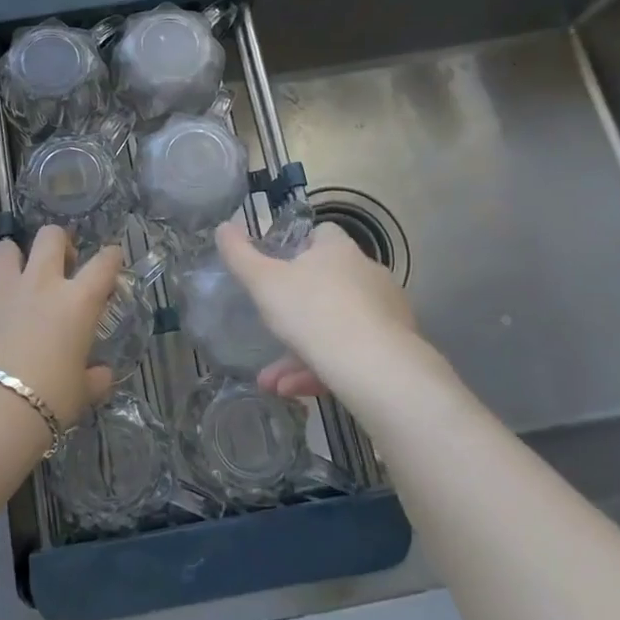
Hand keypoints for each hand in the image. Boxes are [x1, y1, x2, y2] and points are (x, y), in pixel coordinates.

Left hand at [0, 227, 120, 426]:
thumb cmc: (49, 399)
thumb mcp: (81, 392)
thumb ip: (94, 378)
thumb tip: (102, 375)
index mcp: (77, 302)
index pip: (103, 264)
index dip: (112, 257)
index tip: (113, 258)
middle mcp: (41, 284)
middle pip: (51, 237)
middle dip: (59, 242)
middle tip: (61, 263)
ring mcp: (2, 290)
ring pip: (6, 248)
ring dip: (15, 257)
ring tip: (18, 277)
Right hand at [215, 220, 452, 405]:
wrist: (376, 368)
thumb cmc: (313, 312)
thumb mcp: (263, 283)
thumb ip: (239, 255)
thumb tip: (223, 227)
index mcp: (338, 250)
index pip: (321, 234)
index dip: (298, 247)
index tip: (278, 269)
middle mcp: (367, 273)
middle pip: (327, 284)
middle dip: (294, 313)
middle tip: (269, 332)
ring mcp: (385, 311)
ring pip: (336, 326)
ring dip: (302, 351)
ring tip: (274, 381)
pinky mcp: (396, 347)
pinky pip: (353, 353)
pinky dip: (324, 369)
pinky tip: (296, 391)